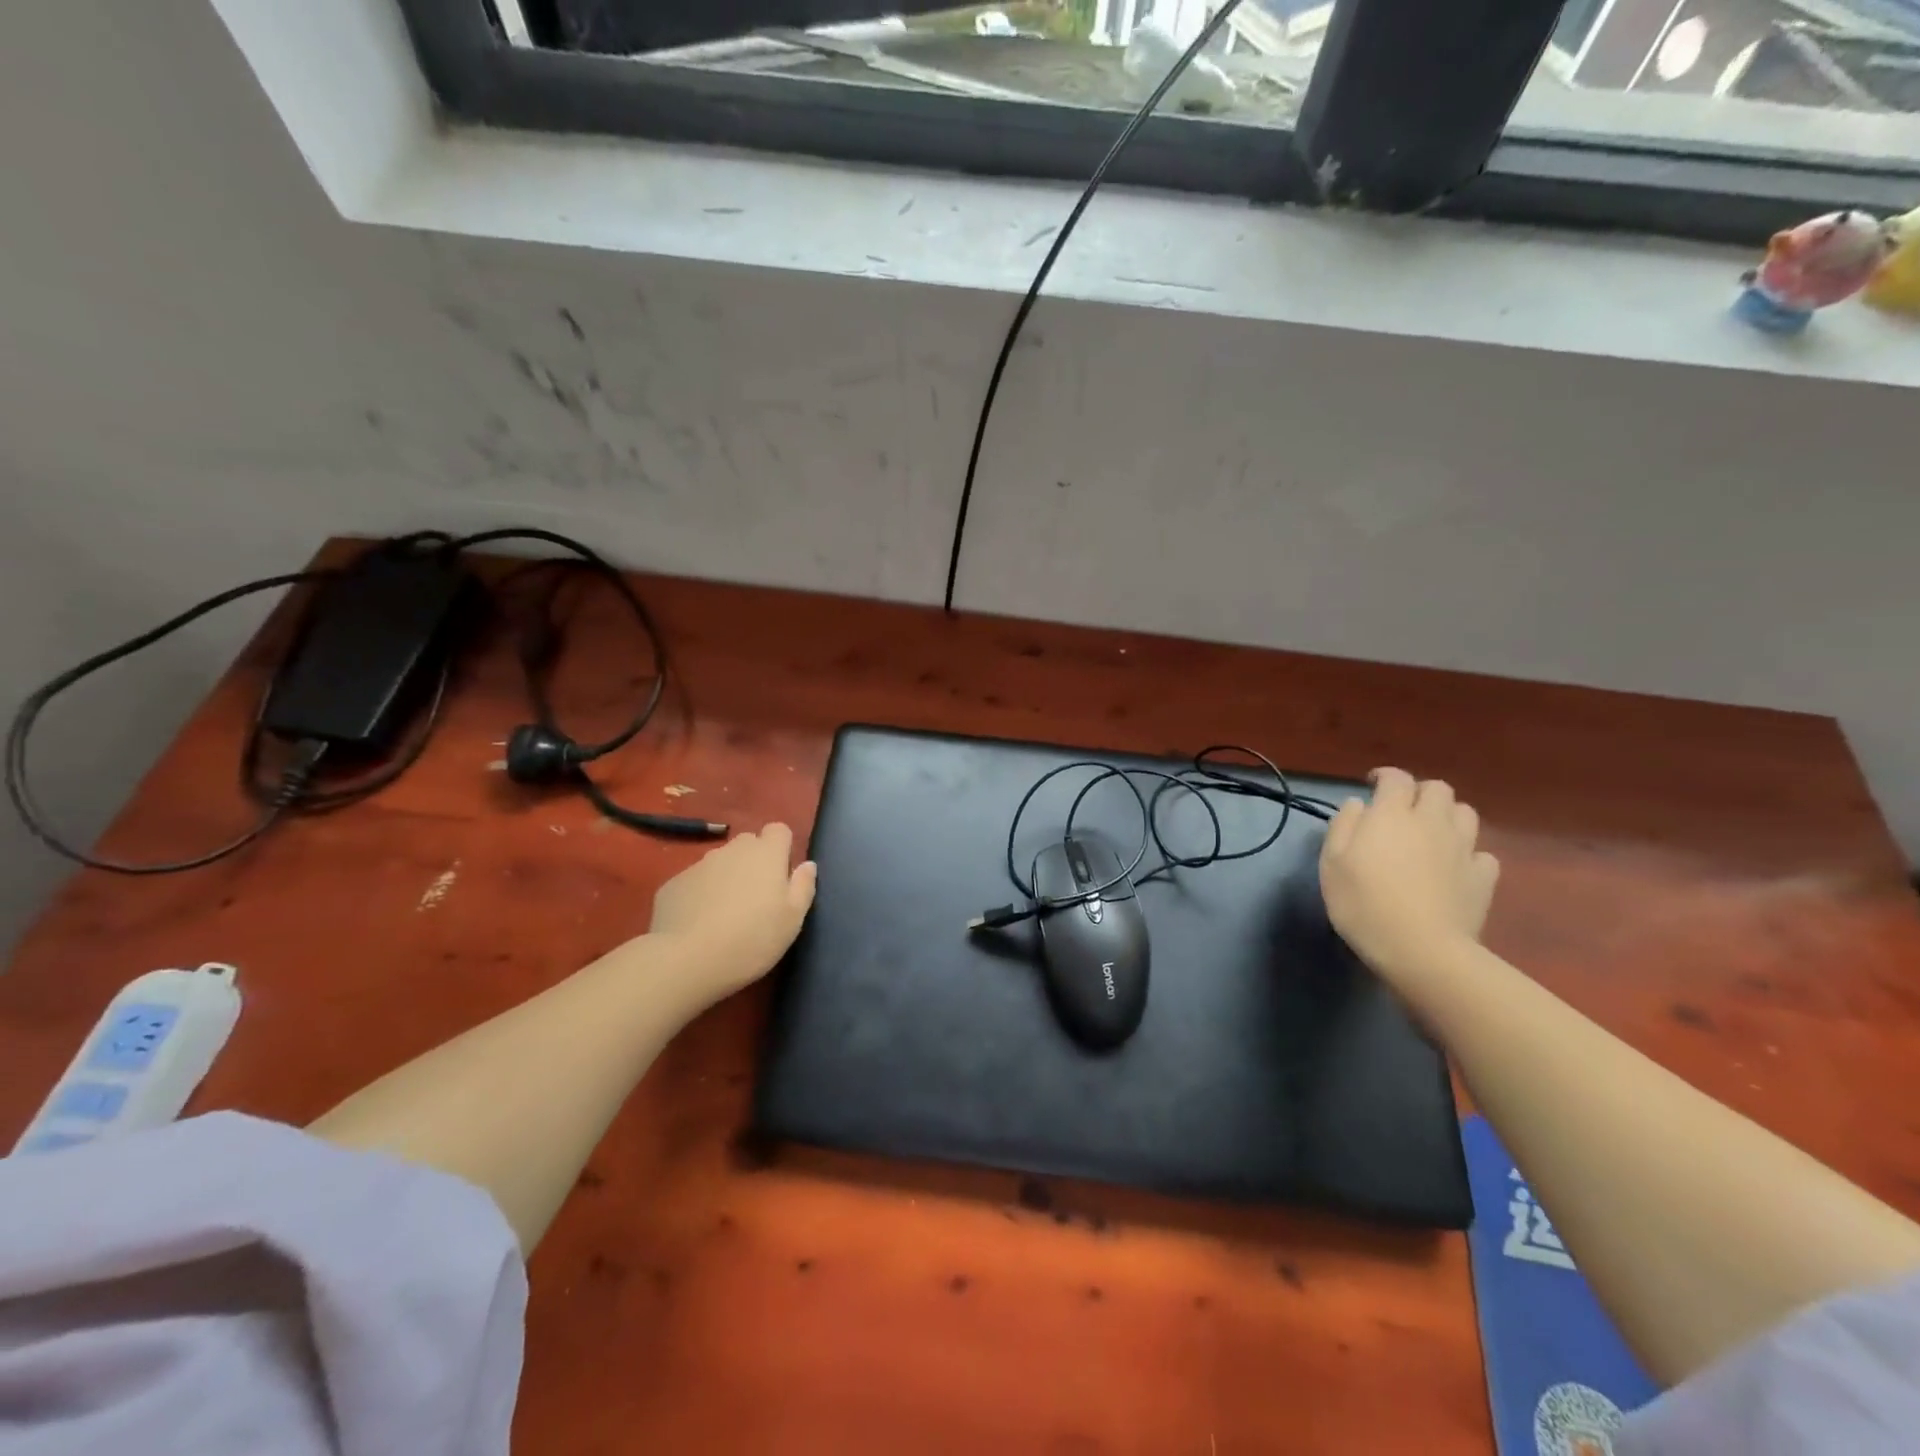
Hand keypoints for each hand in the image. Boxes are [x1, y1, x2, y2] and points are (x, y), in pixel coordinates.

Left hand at [647, 823, 817, 1004]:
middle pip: (748, 844)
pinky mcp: (673, 883)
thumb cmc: (752, 938)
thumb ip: (803, 886)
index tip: (781, 876)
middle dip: (754, 862)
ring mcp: (699, 865)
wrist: (686, 960)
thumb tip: (807, 865)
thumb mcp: (792, 919)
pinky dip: (700, 895)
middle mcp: (732, 850)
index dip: (782, 849)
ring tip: (725, 914)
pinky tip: (698, 924)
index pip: (779, 830)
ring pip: (720, 862)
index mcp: (766, 854)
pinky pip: (695, 882)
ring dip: (727, 878)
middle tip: (756, 898)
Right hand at [1319, 769, 1498, 980]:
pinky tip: (1454, 867)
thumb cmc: (1364, 903)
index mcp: (1391, 814)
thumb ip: (1343, 826)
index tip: (1372, 785)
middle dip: (1420, 792)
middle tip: (1402, 810)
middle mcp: (1431, 822)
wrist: (1421, 949)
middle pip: (1437, 788)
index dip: (1385, 776)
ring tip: (1431, 833)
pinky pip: (1482, 853)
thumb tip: (1357, 804)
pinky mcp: (1484, 877)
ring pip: (1465, 813)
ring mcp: (1463, 848)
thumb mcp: (1332, 863)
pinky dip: (1468, 853)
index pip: (1396, 778)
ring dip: (1447, 815)